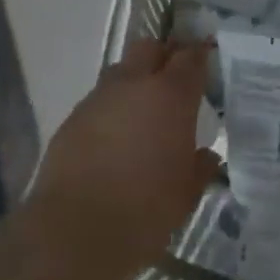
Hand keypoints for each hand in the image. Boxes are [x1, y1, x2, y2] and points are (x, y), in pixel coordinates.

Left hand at [26, 39, 218, 279]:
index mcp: (170, 96)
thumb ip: (200, 167)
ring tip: (143, 110)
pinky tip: (115, 137)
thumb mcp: (187, 193)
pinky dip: (112, 109)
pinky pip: (99, 100)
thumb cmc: (145, 210)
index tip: (207, 57)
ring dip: (135, 81)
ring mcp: (98, 99)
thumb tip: (206, 156)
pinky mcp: (71, 119)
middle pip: (149, 48)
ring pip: (121, 72)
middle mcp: (133, 85)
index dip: (200, 54)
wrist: (75, 231)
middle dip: (164, 56)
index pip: (190, 58)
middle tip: (175, 78)